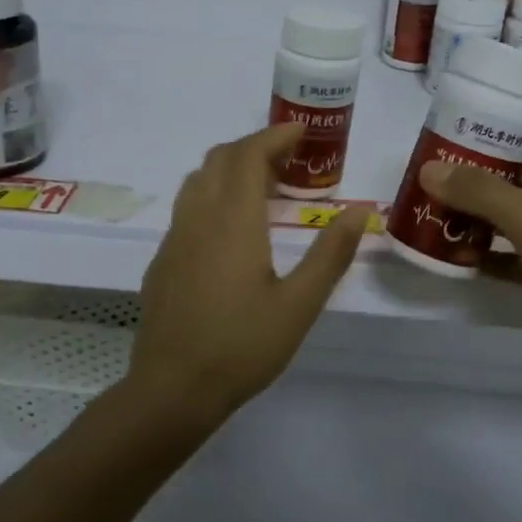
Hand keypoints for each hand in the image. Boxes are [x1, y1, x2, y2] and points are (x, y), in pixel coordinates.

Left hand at [128, 125, 371, 424]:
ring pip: (198, 180)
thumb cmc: (242, 346)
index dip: (275, 135)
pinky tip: (232, 228)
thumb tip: (358, 211)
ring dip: (230, 168)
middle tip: (290, 159)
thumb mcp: (299, 304)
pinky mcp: (163, 260)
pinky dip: (213, 194)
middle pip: (220, 159)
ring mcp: (174, 238)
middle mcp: (198, 217)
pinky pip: (187, 207)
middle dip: (255, 147)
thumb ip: (331, 254)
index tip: (302, 131)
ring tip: (264, 186)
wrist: (172, 389)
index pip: (249, 155)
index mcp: (233, 221)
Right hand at [418, 119, 521, 387]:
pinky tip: (454, 259)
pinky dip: (489, 257)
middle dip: (481, 176)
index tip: (469, 134)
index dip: (514, 128)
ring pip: (516, 220)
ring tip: (433, 215)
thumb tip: (429, 170)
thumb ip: (480, 193)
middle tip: (434, 178)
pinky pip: (516, 258)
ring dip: (479, 218)